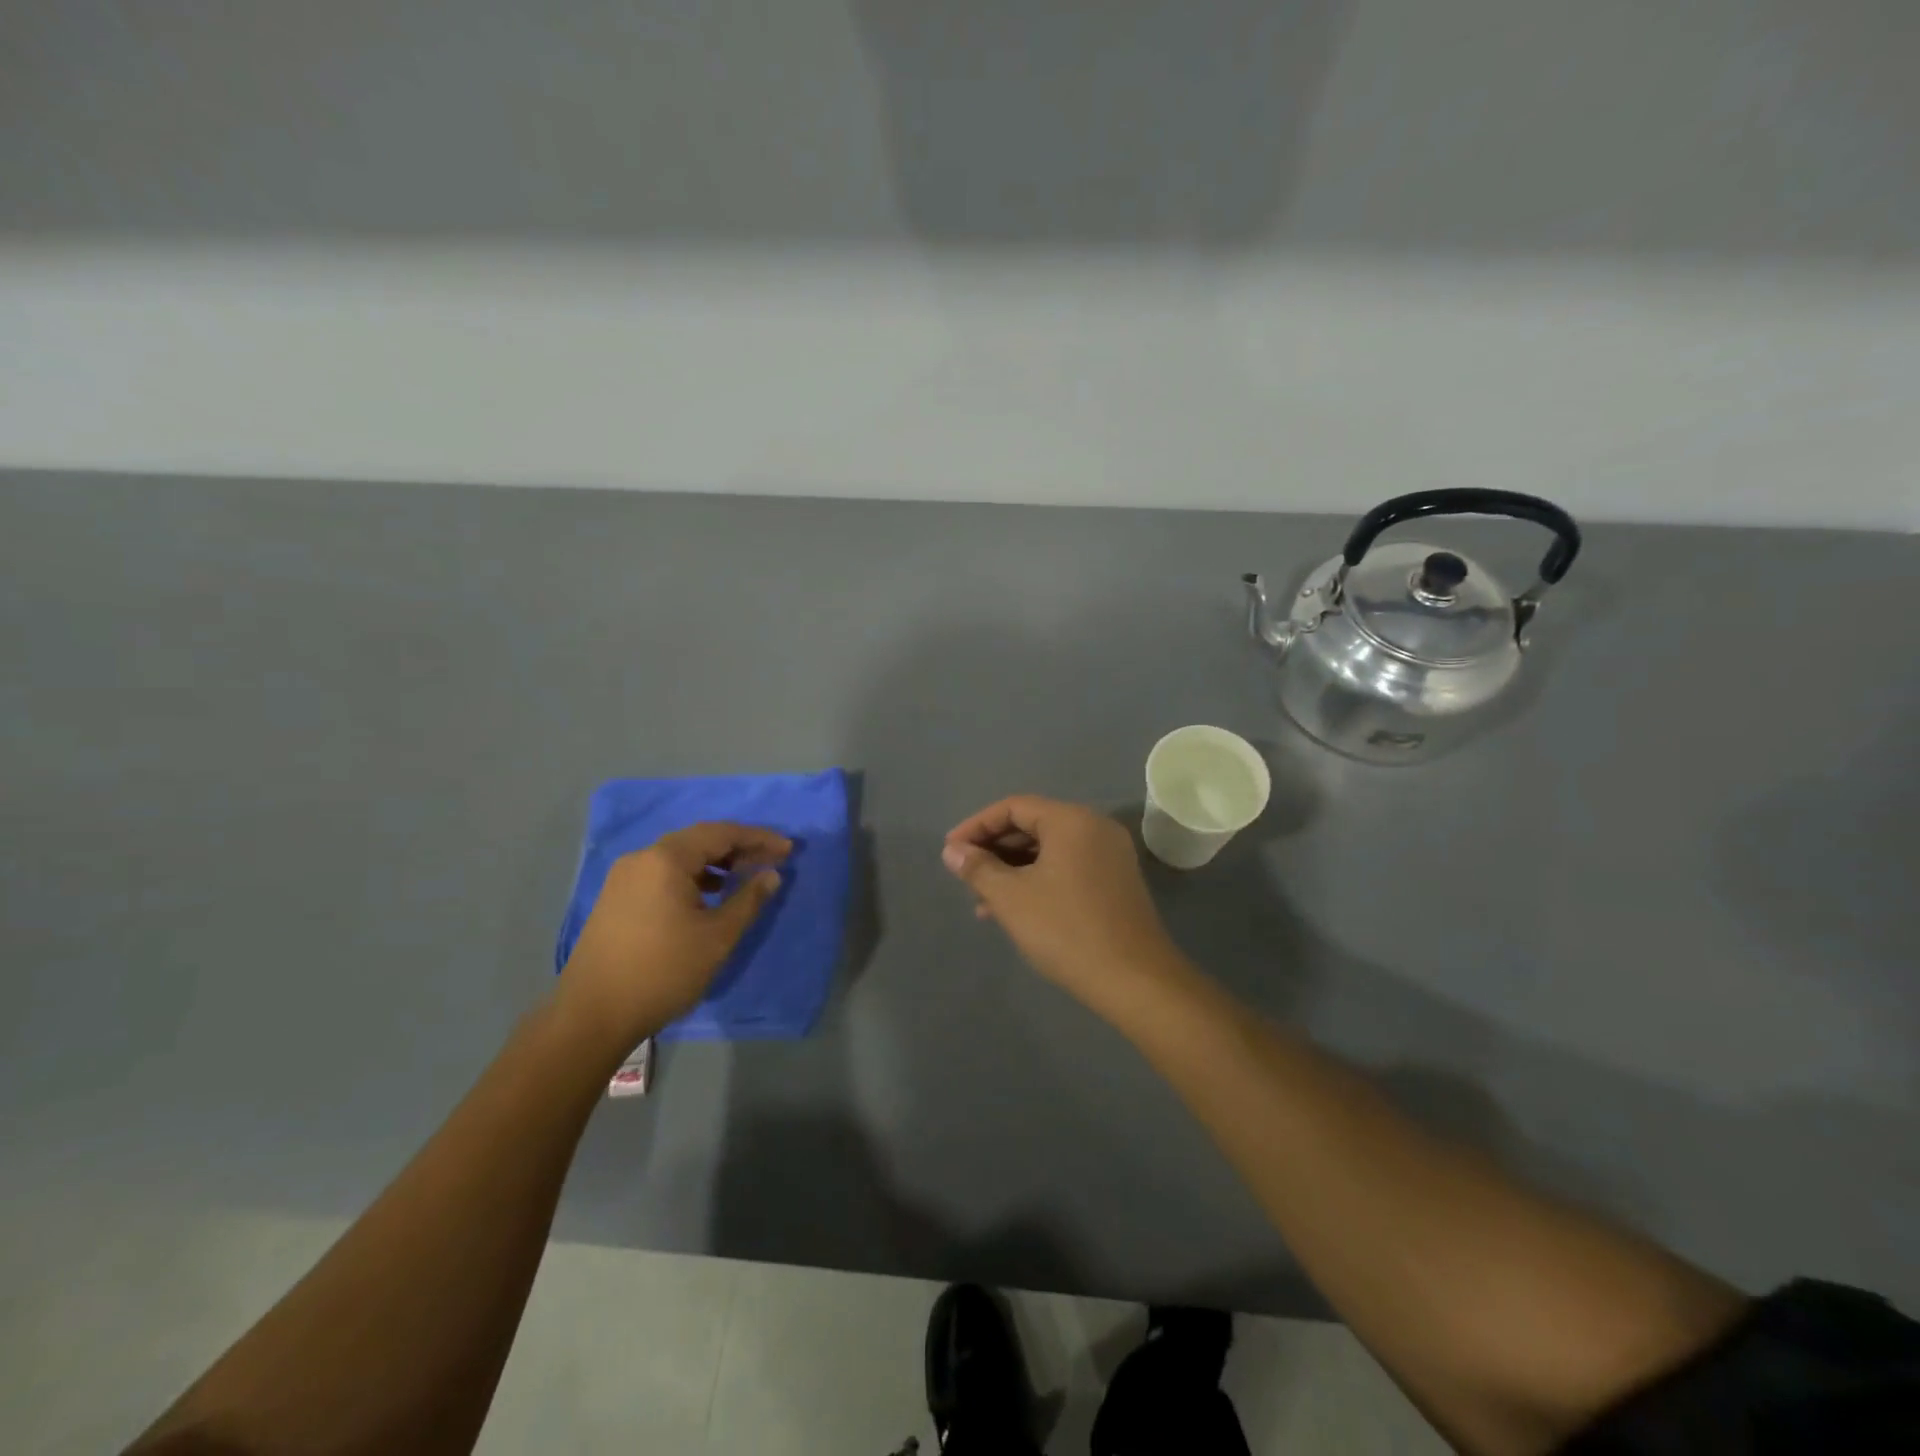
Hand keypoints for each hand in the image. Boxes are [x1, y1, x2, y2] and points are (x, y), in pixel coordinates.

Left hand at [558, 822, 790, 1049]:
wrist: (592, 1016)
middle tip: (771, 860)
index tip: (788, 849)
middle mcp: (642, 858)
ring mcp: (624, 878)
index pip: (721, 833)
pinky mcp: (616, 898)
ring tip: (744, 877)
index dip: (758, 838)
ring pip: (680, 857)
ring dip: (715, 863)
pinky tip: (708, 896)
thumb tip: (771, 875)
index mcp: (666, 859)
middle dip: (738, 848)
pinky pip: (663, 873)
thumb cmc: (662, 971)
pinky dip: (692, 877)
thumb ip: (749, 900)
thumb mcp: (717, 937)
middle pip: (699, 840)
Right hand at [942, 796, 1183, 1008]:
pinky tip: (1015, 910)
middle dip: (994, 850)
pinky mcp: (1116, 881)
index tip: (950, 851)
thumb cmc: (1066, 930)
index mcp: (1071, 820)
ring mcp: (1110, 855)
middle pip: (1033, 825)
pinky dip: (1038, 880)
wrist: (1135, 980)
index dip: (976, 826)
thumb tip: (952, 851)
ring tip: (982, 901)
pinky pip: (1067, 867)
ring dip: (1013, 869)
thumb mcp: (1011, 898)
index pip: (1014, 807)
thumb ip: (978, 868)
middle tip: (965, 876)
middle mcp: (1094, 827)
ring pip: (1049, 850)